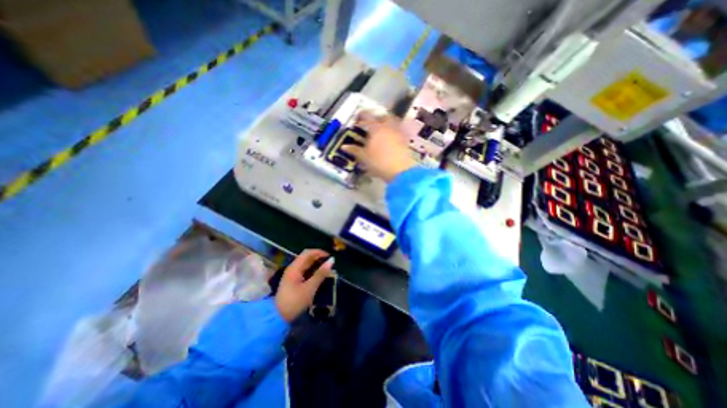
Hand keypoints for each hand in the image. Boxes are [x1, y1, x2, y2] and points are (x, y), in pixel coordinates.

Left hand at [276, 249, 334, 321]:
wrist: (277, 317)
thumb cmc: (294, 301)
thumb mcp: (310, 288)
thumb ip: (321, 273)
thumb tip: (331, 260)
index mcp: (295, 267)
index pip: (308, 253)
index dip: (319, 252)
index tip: (330, 256)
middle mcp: (293, 268)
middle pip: (307, 258)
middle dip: (319, 258)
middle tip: (330, 263)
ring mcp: (292, 275)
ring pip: (306, 264)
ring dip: (316, 264)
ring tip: (327, 269)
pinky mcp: (293, 281)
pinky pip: (305, 271)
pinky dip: (313, 270)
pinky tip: (319, 275)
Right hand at [345, 110, 417, 181]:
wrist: (400, 170)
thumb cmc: (379, 162)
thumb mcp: (364, 157)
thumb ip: (355, 150)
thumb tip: (344, 146)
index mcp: (376, 128)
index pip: (367, 117)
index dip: (361, 116)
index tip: (357, 118)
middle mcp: (388, 127)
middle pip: (384, 116)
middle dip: (377, 117)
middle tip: (372, 123)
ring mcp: (398, 132)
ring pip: (394, 122)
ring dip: (387, 123)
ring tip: (382, 130)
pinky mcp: (405, 140)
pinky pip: (400, 131)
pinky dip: (394, 132)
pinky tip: (391, 139)